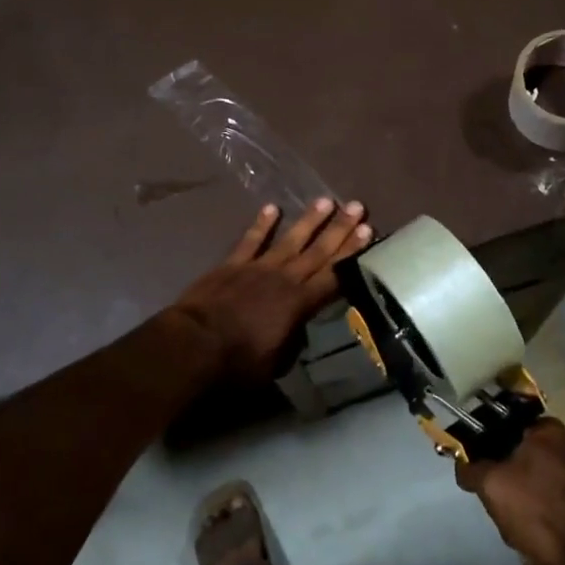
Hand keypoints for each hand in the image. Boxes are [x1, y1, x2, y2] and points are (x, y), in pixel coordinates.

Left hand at [169, 199, 369, 383]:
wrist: (196, 343)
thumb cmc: (238, 361)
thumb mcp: (275, 363)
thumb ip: (291, 342)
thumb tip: (299, 331)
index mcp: (300, 304)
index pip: (334, 275)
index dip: (352, 254)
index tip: (368, 232)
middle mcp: (285, 279)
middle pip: (318, 251)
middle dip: (340, 229)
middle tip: (357, 207)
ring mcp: (258, 267)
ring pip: (290, 239)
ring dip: (309, 220)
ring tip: (327, 200)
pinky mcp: (232, 264)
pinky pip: (251, 240)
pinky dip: (262, 224)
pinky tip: (272, 207)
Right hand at [455, 419, 564, 564]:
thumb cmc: (541, 510)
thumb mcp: (493, 486)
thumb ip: (472, 470)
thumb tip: (463, 464)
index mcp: (546, 429)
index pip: (503, 428)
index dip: (486, 451)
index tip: (479, 474)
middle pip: (520, 459)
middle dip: (507, 485)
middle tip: (500, 507)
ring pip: (536, 485)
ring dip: (524, 506)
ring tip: (521, 532)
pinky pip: (555, 504)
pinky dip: (545, 519)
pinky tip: (540, 541)